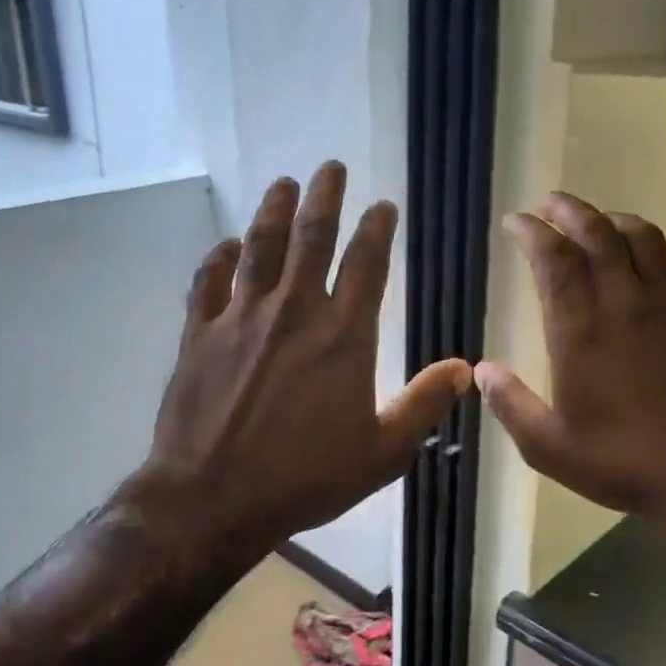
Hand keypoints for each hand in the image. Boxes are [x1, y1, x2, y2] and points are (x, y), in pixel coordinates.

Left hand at [128, 162, 471, 562]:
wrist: (214, 498)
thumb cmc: (304, 479)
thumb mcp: (381, 453)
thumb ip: (424, 405)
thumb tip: (465, 367)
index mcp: (343, 337)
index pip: (366, 265)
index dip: (376, 229)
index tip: (382, 205)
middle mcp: (294, 313)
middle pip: (312, 237)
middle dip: (324, 197)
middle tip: (330, 167)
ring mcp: (241, 318)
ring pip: (260, 247)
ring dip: (274, 210)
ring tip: (284, 182)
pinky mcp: (200, 333)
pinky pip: (208, 281)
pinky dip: (218, 258)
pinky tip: (227, 244)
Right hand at [475, 192, 665, 546]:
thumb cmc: (622, 462)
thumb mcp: (548, 446)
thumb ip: (510, 404)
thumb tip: (481, 370)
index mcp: (580, 329)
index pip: (553, 258)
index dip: (532, 231)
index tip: (516, 222)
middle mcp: (625, 303)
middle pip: (598, 233)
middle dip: (570, 210)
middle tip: (551, 204)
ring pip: (646, 239)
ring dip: (617, 221)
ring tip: (600, 223)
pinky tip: (663, 263)